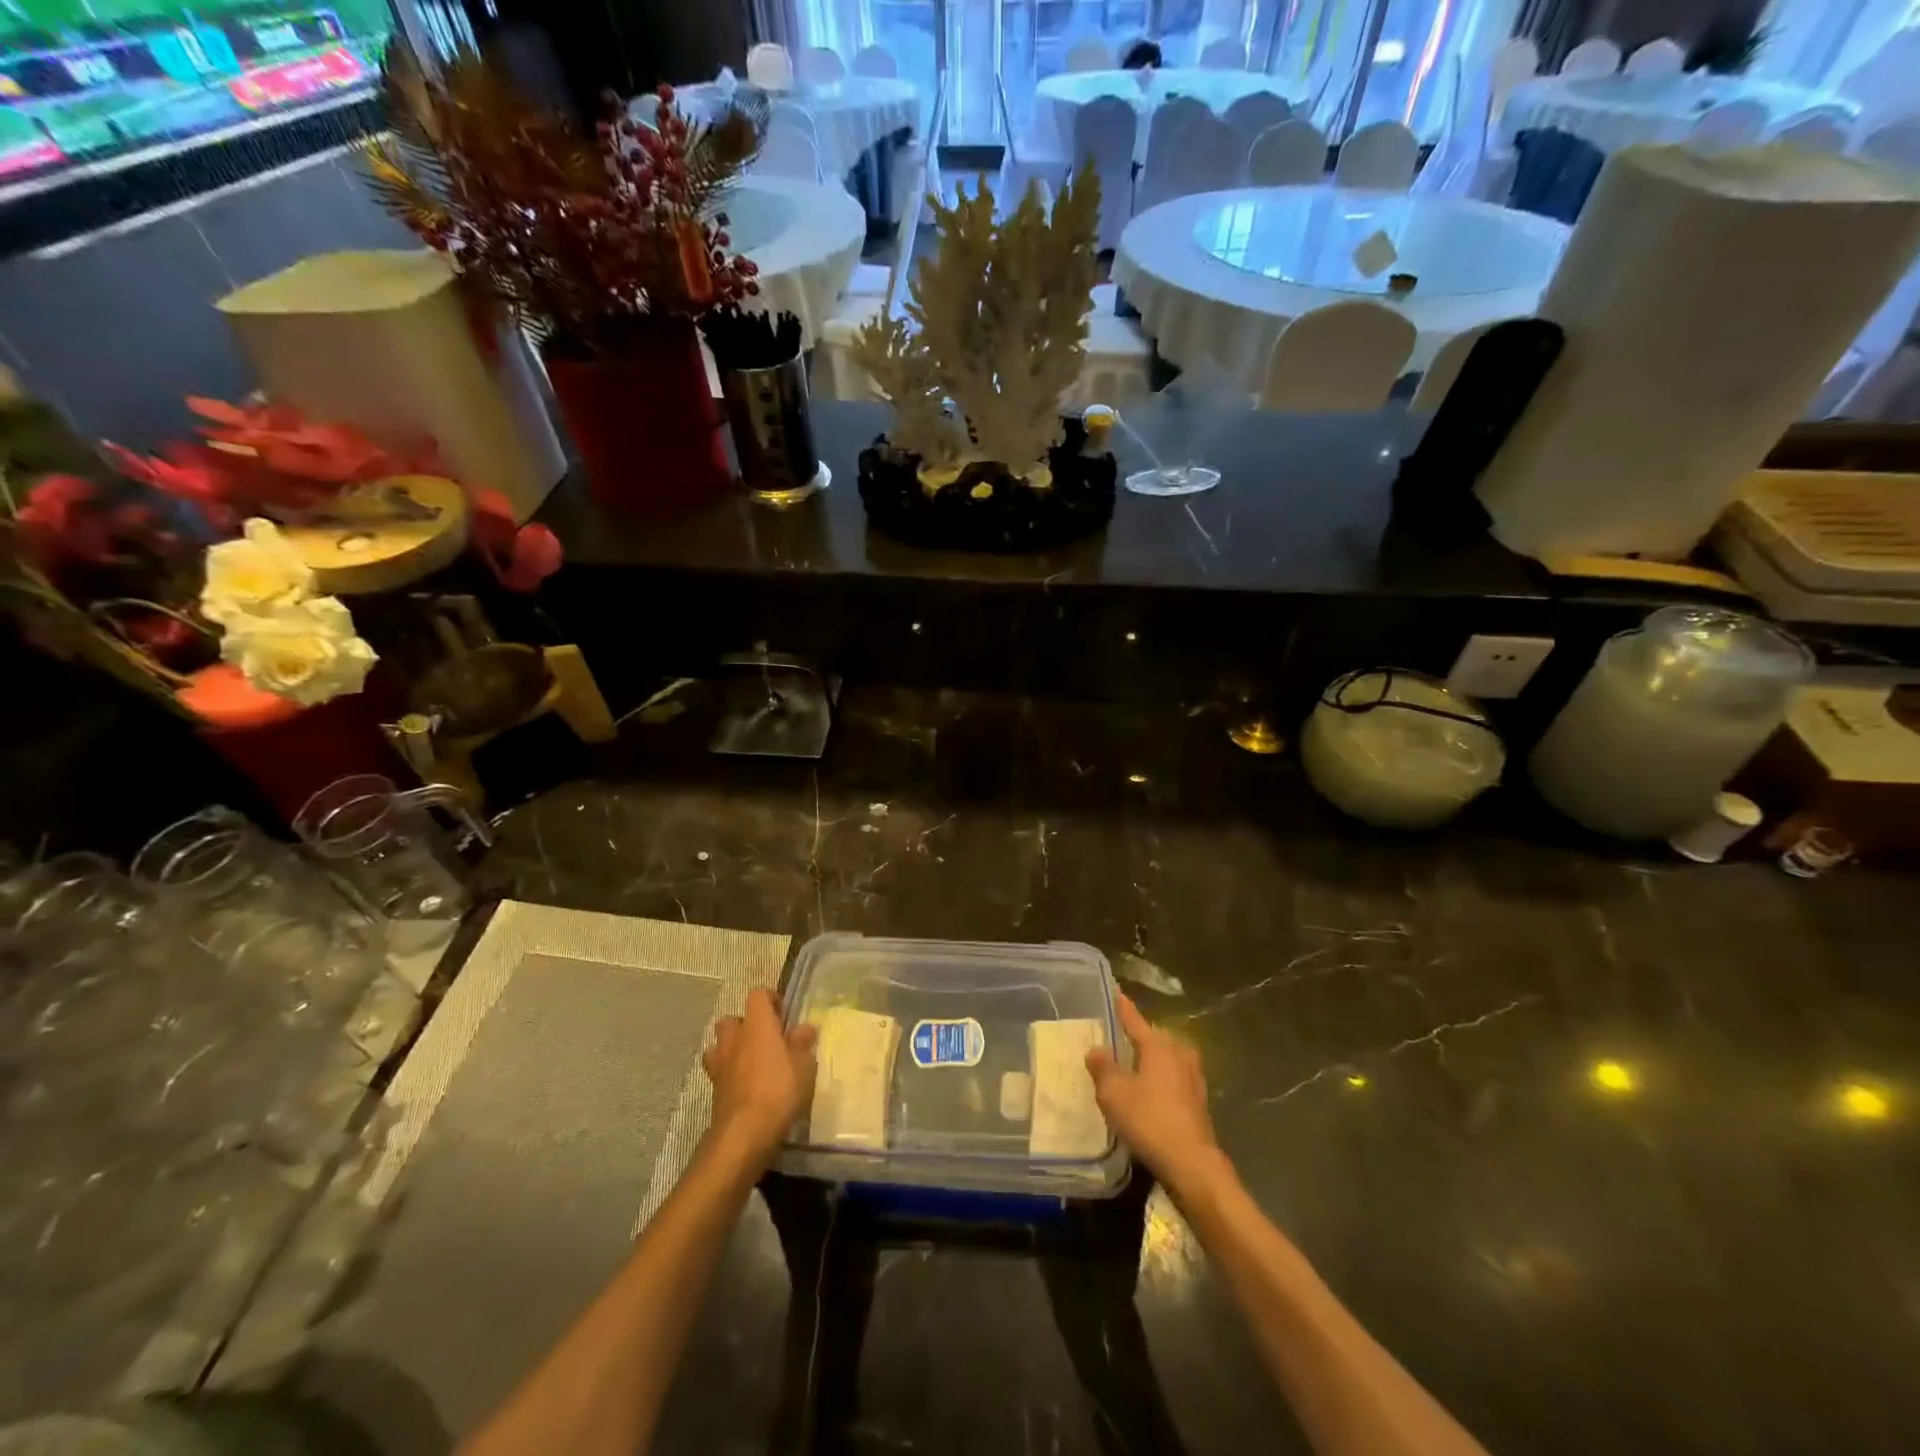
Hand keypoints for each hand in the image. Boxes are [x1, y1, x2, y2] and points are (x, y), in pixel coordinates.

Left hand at [703, 988, 817, 1171]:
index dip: (770, 1000)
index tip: (784, 1015)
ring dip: (732, 1048)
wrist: (744, 1133)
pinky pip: (719, 1071)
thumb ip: (802, 1043)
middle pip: (733, 1019)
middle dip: (746, 1025)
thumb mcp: (804, 1064)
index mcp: (757, 1024)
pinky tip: (745, 1086)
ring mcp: (720, 1063)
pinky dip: (729, 1073)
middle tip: (766, 1039)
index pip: (758, 994)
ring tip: (752, 1062)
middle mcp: (734, 1038)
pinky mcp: (714, 1089)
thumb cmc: (779, 1089)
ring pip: (720, 1044)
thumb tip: (804, 1028)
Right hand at [1087, 994, 1224, 1195]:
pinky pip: (1174, 1078)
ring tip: (1133, 1064)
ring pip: (1167, 1058)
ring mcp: (1193, 1077)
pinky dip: (1160, 1079)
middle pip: (1155, 1037)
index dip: (1123, 1008)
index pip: (1135, 1020)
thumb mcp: (1113, 1092)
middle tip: (1119, 1036)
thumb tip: (1095, 1049)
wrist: (1190, 1162)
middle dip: (1139, 1036)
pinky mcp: (1198, 1101)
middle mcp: (1179, 1054)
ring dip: (1151, 1059)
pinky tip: (1149, 1092)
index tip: (1116, 993)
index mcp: (1158, 1045)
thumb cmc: (1148, 1119)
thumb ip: (1102, 1067)